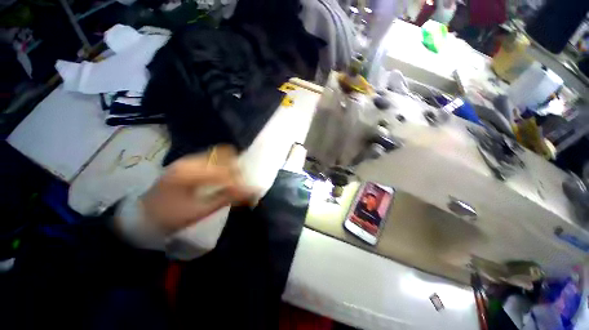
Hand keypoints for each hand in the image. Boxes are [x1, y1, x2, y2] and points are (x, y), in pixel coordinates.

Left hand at [140, 150, 254, 234]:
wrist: (141, 216)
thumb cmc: (170, 217)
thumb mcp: (200, 211)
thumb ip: (226, 198)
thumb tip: (250, 191)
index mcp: (190, 173)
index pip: (225, 170)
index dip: (239, 180)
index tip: (248, 191)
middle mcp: (189, 160)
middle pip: (224, 155)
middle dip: (237, 168)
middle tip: (243, 182)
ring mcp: (188, 159)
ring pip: (219, 155)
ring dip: (231, 165)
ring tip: (235, 180)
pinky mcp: (188, 162)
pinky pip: (212, 158)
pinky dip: (223, 166)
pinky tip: (223, 177)